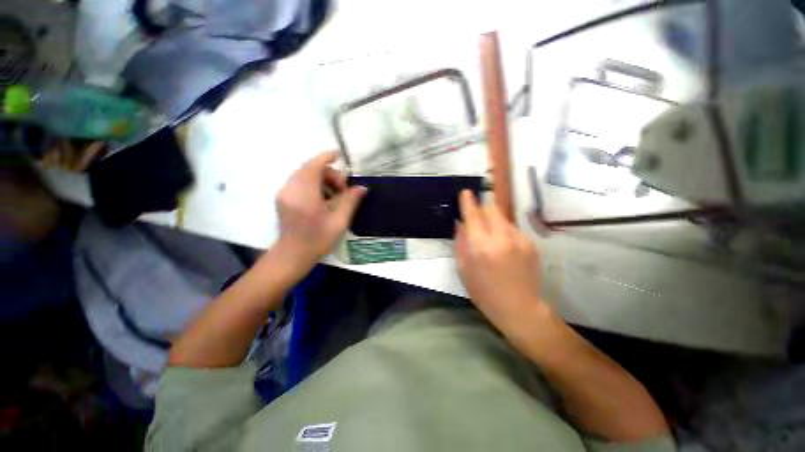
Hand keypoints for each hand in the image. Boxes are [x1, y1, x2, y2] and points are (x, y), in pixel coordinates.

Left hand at [275, 151, 366, 271]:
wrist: (292, 255)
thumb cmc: (317, 240)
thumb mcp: (339, 221)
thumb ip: (350, 201)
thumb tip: (362, 188)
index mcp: (304, 194)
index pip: (314, 166)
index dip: (326, 157)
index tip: (339, 155)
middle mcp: (290, 189)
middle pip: (310, 169)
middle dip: (328, 174)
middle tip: (342, 190)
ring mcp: (284, 193)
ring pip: (304, 175)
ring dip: (321, 179)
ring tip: (334, 195)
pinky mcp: (283, 199)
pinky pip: (299, 183)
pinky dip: (313, 184)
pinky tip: (323, 198)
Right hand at [455, 190, 549, 341]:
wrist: (519, 307)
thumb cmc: (483, 291)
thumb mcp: (463, 269)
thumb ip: (460, 242)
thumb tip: (460, 223)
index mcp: (480, 246)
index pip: (473, 214)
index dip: (468, 201)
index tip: (466, 192)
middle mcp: (500, 237)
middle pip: (491, 209)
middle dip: (482, 210)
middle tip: (478, 221)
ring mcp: (519, 239)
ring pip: (503, 218)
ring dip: (494, 222)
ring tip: (492, 241)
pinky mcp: (530, 243)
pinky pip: (513, 229)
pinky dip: (505, 232)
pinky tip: (505, 250)